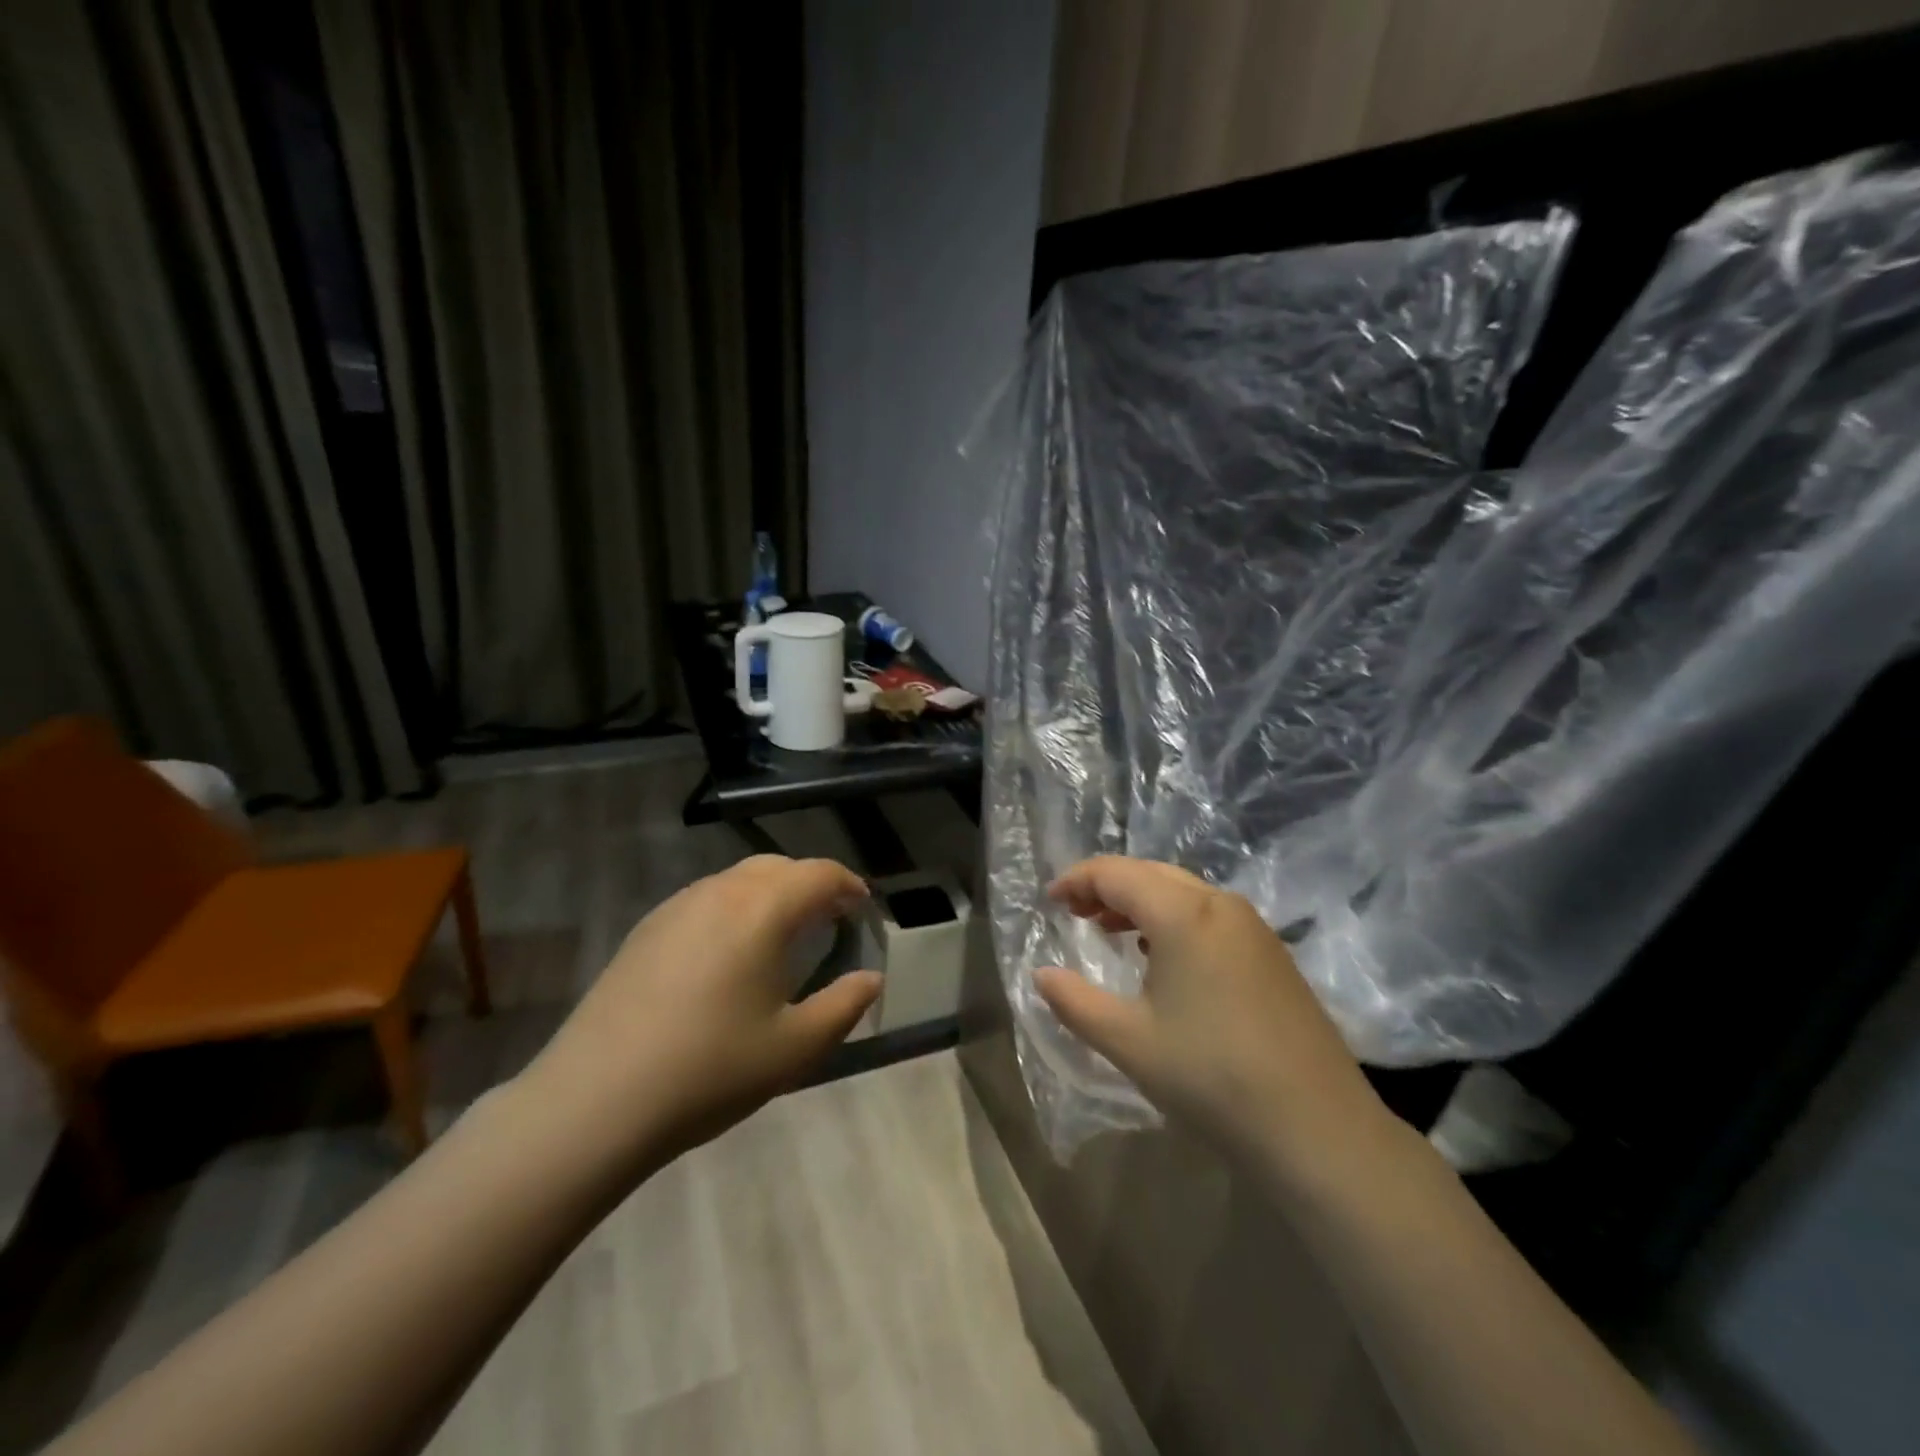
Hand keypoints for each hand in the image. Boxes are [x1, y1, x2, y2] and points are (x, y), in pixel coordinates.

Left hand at [523, 855, 880, 1177]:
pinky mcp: (645, 930)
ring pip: (737, 880)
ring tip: (782, 936)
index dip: (848, 885)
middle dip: (810, 885)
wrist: (594, 1102)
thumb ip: (844, 1005)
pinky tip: (728, 956)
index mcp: (762, 910)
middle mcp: (719, 892)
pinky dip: (734, 909)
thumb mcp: (795, 1047)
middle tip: (829, 920)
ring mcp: (675, 907)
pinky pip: (705, 900)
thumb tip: (871, 978)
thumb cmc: (709, 1070)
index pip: (819, 874)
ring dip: (770, 894)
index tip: (863, 908)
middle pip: (778, 867)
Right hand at [1034, 856, 1388, 1175]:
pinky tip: (1163, 957)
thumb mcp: (1127, 1041)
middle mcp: (1220, 904)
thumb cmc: (1211, 1076)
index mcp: (1182, 913)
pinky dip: (1173, 919)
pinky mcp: (1272, 953)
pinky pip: (1209, 915)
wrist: (1318, 1128)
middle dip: (1107, 886)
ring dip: (1141, 901)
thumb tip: (1041, 975)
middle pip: (1151, 873)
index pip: (1116, 873)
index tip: (1049, 902)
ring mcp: (1253, 927)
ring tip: (1110, 930)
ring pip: (1183, 892)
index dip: (1077, 880)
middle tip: (1074, 913)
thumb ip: (1074, 1001)